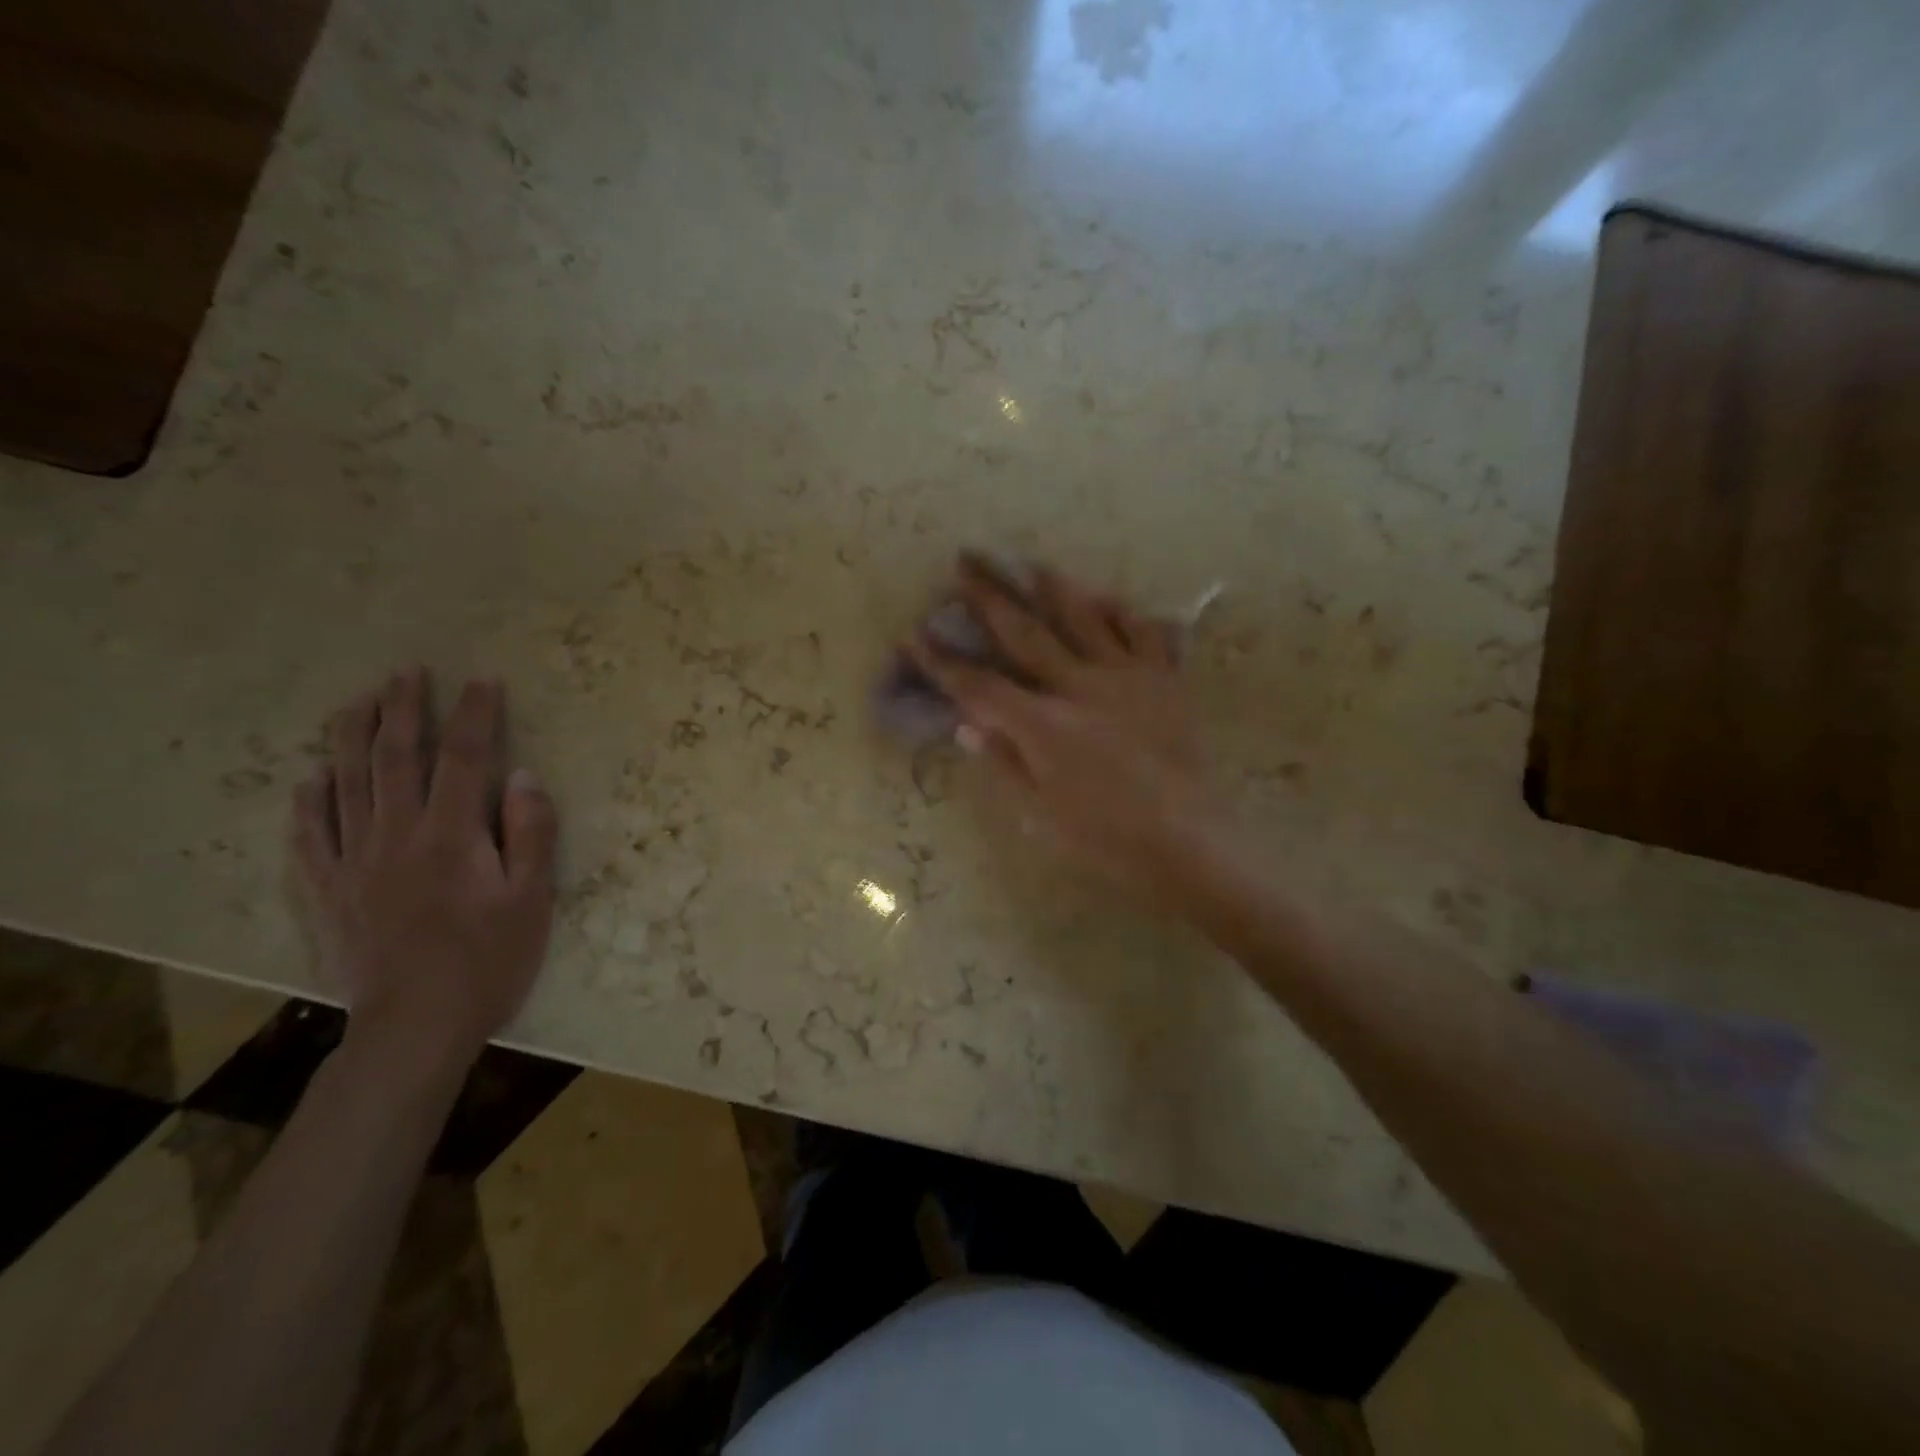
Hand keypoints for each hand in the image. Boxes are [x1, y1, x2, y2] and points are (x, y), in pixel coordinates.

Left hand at [291, 668, 558, 1065]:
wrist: (416, 1026)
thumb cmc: (489, 960)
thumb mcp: (532, 899)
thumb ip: (530, 833)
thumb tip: (522, 776)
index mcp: (451, 835)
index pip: (464, 758)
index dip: (474, 714)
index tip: (481, 679)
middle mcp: (396, 836)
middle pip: (395, 759)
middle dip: (403, 710)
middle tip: (406, 672)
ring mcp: (353, 862)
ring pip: (347, 785)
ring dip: (353, 738)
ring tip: (357, 702)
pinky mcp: (327, 891)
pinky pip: (310, 835)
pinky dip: (310, 801)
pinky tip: (312, 779)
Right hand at [907, 556, 1232, 905]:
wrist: (1186, 840)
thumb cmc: (1105, 837)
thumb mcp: (1042, 811)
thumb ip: (1005, 761)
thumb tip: (968, 726)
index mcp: (1044, 726)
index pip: (981, 686)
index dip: (944, 662)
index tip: (915, 634)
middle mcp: (1080, 687)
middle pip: (1026, 633)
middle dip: (990, 596)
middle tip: (967, 560)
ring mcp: (1126, 677)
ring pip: (1084, 618)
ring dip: (1053, 587)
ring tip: (1030, 562)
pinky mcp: (1164, 680)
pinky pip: (1142, 633)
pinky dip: (1122, 612)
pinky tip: (1106, 598)